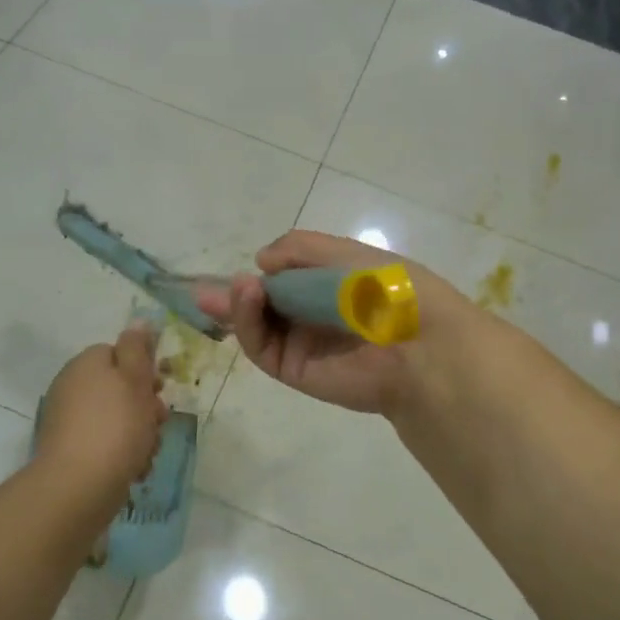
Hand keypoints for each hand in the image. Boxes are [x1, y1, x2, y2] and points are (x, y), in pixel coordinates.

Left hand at [36, 325, 168, 502]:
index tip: (160, 388)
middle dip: (145, 405)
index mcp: (86, 364)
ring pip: (117, 417)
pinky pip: (105, 443)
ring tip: (148, 452)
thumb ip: (137, 348)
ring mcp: (69, 420)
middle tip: (159, 422)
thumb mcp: (135, 378)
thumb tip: (138, 321)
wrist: (78, 487)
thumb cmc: (116, 426)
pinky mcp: (70, 451)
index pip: (119, 353)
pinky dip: (123, 453)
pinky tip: (135, 469)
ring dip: (139, 432)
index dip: (144, 369)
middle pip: (119, 387)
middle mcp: (72, 387)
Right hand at [195, 230, 468, 416]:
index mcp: (332, 288)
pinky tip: (246, 296)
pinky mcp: (294, 370)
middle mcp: (314, 317)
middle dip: (235, 296)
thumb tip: (261, 260)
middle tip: (202, 289)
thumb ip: (301, 250)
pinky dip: (247, 322)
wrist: (418, 344)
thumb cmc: (387, 289)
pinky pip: (262, 346)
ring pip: (257, 326)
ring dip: (238, 306)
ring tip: (234, 287)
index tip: (242, 267)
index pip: (287, 280)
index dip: (261, 275)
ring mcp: (302, 345)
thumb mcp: (346, 254)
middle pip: (264, 307)